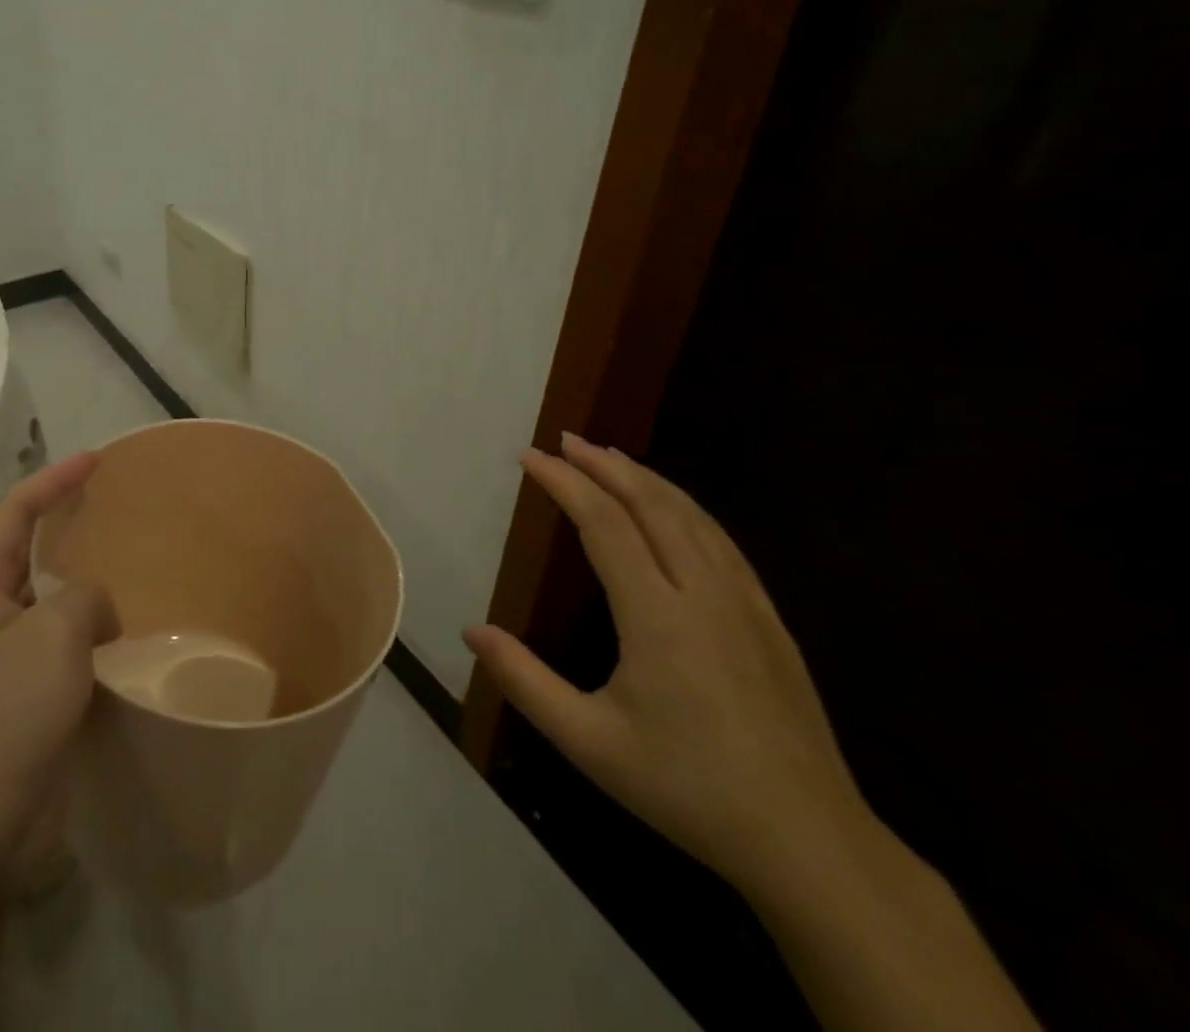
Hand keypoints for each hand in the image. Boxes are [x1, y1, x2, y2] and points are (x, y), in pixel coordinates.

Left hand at [0, 453, 118, 884]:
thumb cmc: (7, 714)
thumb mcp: (53, 634)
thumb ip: (84, 597)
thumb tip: (96, 610)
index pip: (13, 514)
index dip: (52, 481)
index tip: (95, 459)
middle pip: (27, 552)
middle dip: (67, 526)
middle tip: (115, 509)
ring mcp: (4, 661)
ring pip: (50, 602)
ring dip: (85, 585)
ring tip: (131, 567)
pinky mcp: (27, 700)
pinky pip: (64, 647)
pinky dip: (93, 633)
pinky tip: (127, 634)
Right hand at [466, 434, 872, 897]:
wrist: (810, 843)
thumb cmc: (687, 789)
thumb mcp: (589, 742)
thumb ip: (525, 681)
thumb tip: (472, 631)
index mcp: (658, 616)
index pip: (604, 524)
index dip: (565, 483)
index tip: (530, 457)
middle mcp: (703, 594)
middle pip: (651, 504)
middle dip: (604, 465)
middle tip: (565, 440)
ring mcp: (744, 604)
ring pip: (691, 516)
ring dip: (645, 479)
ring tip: (609, 457)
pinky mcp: (769, 620)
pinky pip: (722, 542)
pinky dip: (686, 508)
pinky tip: (674, 508)